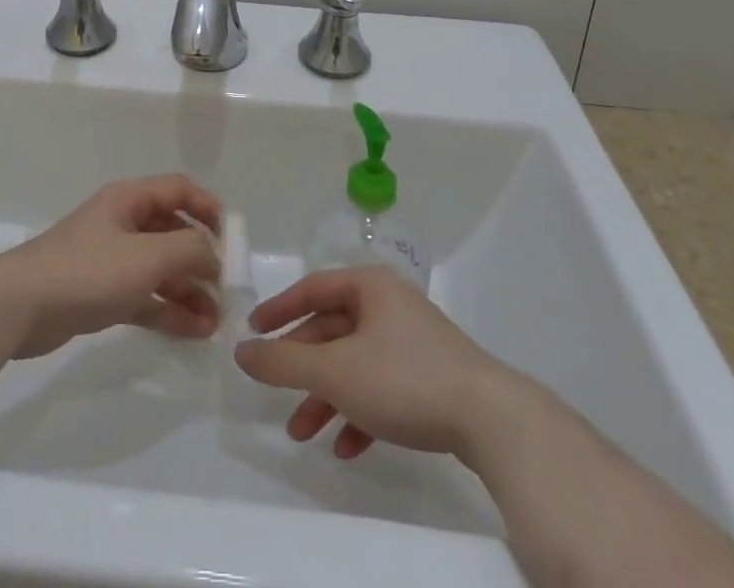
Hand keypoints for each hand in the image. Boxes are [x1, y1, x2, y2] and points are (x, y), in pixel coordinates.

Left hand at [0, 174, 222, 359]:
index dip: (207, 207)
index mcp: (129, 200)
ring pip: (159, 268)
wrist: (19, 306)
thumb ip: (189, 249)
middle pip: (171, 231)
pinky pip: (144, 295)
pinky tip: (194, 331)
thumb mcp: (147, 256)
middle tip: (225, 289)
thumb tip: (213, 254)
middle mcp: (122, 223)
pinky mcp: (99, 292)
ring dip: (188, 289)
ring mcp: (110, 259)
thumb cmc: (88, 270)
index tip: (231, 238)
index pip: (178, 190)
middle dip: (200, 258)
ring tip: (216, 320)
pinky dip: (167, 309)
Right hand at [234, 267, 523, 461]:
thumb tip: (241, 350)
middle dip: (303, 368)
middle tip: (277, 396)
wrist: (491, 420)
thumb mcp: (335, 370)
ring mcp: (412, 342)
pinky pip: (381, 388)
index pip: (312, 288)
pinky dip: (359, 412)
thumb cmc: (404, 378)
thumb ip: (284, 362)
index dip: (279, 310)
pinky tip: (347, 447)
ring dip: (326, 397)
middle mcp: (389, 305)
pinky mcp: (430, 378)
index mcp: (369, 287)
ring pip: (355, 364)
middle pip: (332, 330)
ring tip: (303, 433)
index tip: (253, 333)